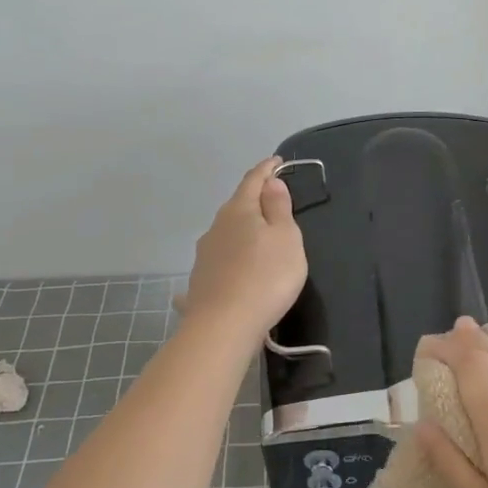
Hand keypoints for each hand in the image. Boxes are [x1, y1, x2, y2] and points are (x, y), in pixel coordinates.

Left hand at [179, 157, 307, 342]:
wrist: (223, 326)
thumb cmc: (266, 277)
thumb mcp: (286, 238)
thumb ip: (279, 208)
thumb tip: (270, 183)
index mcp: (239, 210)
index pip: (253, 180)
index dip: (267, 169)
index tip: (278, 161)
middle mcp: (217, 226)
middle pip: (238, 205)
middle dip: (255, 199)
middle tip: (274, 199)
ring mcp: (205, 254)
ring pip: (227, 232)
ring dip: (242, 229)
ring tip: (259, 236)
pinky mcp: (201, 280)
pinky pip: (220, 259)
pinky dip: (231, 256)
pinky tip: (233, 268)